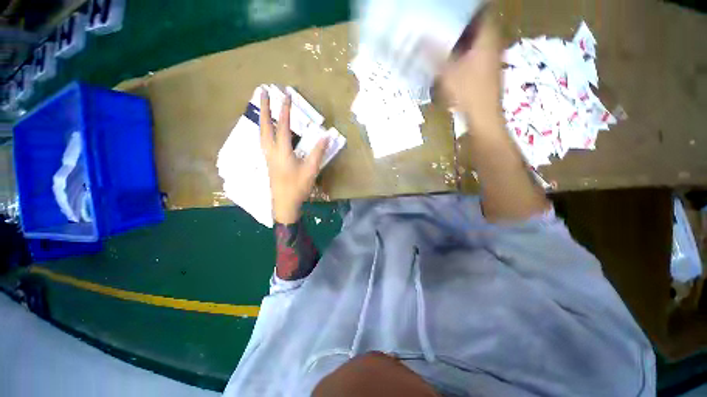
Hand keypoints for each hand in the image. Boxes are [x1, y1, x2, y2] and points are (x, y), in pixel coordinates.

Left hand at [260, 89, 326, 223]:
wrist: (284, 203)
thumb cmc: (298, 187)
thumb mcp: (311, 170)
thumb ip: (318, 152)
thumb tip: (326, 136)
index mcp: (282, 151)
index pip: (283, 126)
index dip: (285, 110)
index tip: (286, 95)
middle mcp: (271, 150)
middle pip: (265, 125)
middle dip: (265, 107)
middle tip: (263, 91)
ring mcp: (267, 156)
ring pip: (261, 132)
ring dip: (262, 117)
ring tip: (263, 106)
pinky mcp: (268, 161)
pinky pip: (263, 140)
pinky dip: (264, 129)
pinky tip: (267, 129)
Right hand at [440, 15, 504, 131]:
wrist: (483, 115)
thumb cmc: (469, 92)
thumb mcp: (448, 72)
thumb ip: (434, 54)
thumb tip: (420, 38)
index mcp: (486, 36)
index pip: (479, 10)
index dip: (464, 8)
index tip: (447, 9)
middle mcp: (492, 41)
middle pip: (476, 22)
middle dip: (459, 20)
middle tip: (439, 20)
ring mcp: (490, 55)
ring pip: (474, 37)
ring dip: (460, 35)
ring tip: (441, 34)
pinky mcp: (485, 67)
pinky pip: (474, 50)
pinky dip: (463, 49)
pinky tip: (449, 54)